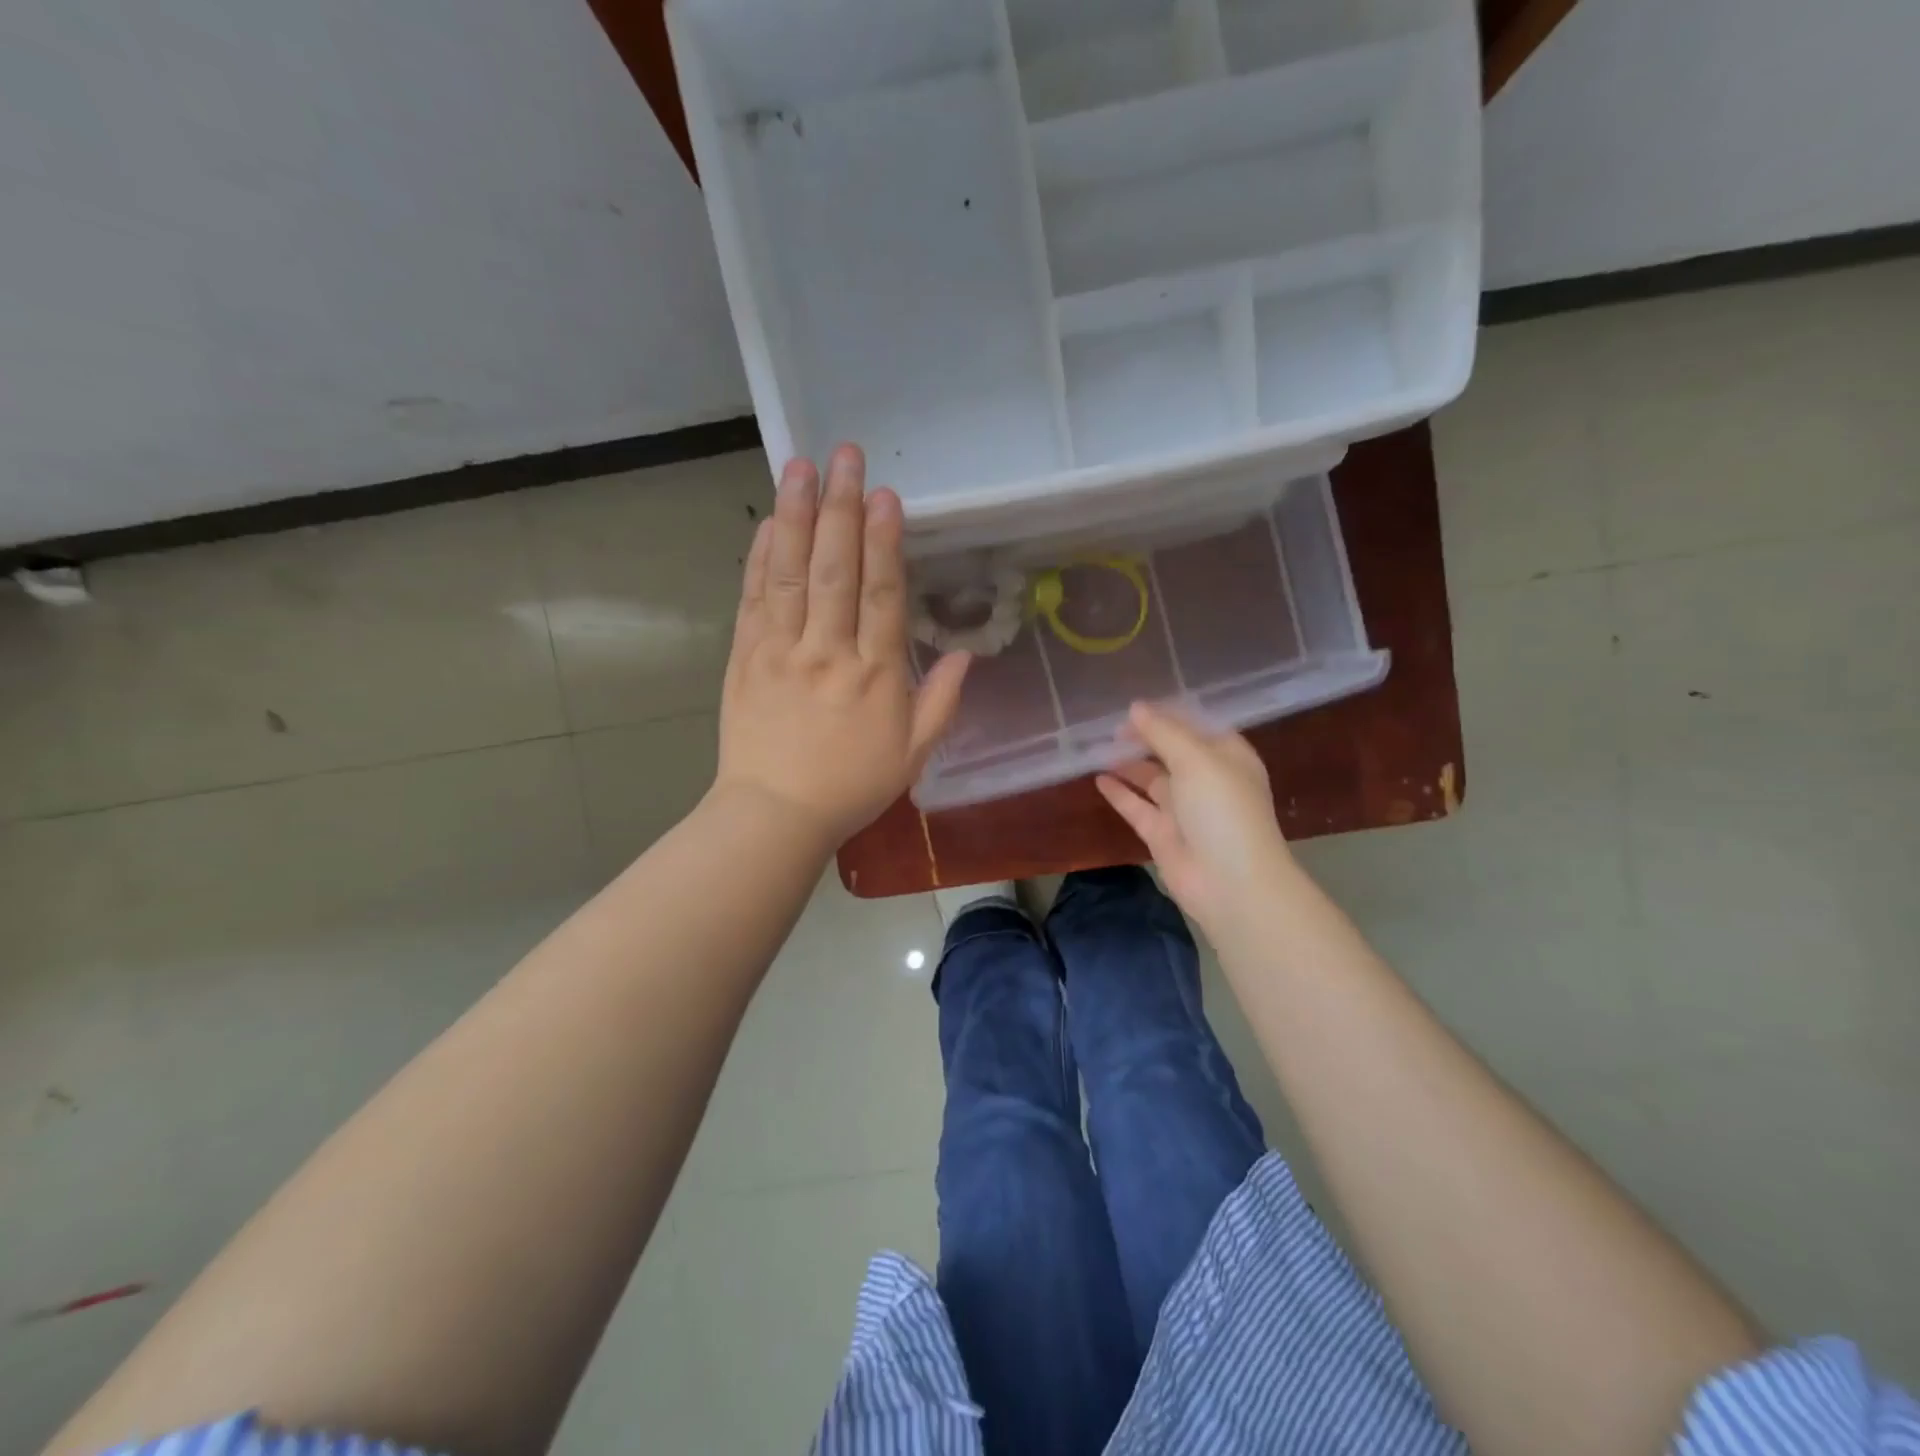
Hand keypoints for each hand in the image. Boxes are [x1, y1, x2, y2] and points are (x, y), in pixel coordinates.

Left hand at [714, 445, 969, 848]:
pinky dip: (762, 557)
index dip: (885, 541)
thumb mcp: (913, 754)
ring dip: (797, 516)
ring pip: (791, 573)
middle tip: (846, 456)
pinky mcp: (745, 657)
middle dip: (843, 507)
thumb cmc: (851, 787)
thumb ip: (942, 702)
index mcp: (875, 675)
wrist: (775, 815)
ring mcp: (781, 651)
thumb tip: (967, 654)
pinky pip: (754, 599)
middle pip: (836, 570)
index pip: (882, 594)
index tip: (885, 495)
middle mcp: (828, 652)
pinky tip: (771, 522)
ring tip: (801, 467)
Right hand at [1095, 702, 1293, 939]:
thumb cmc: (1222, 810)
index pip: (1195, 726)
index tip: (1133, 706)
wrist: (1230, 882)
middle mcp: (1207, 780)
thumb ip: (1163, 732)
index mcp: (1227, 756)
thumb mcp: (1196, 760)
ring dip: (1128, 763)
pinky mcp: (1162, 834)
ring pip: (1151, 778)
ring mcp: (1184, 809)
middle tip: (1110, 727)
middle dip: (1144, 738)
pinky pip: (1137, 806)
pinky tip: (1097, 778)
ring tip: (1098, 747)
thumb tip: (1135, 708)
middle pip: (1171, 751)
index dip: (1166, 714)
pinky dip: (1119, 793)